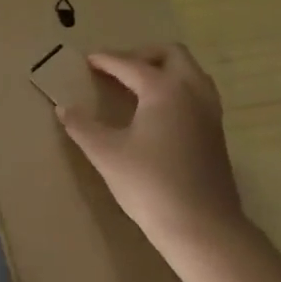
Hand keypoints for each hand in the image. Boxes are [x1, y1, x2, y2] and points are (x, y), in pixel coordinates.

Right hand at [56, 46, 248, 259]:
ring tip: (137, 85)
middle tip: (117, 68)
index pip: (130, 65)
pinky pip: (197, 93)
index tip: (88, 59)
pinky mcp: (216, 132)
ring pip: (191, 72)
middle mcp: (192, 92)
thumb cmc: (149, 185)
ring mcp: (209, 112)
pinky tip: (157, 112)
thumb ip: (83, 127)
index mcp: (164, 90)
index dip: (106, 60)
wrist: (201, 227)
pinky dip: (176, 88)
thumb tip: (64, 108)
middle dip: (143, 54)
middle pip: (172, 55)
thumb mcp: (106, 154)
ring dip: (164, 69)